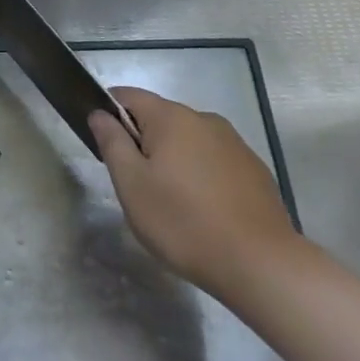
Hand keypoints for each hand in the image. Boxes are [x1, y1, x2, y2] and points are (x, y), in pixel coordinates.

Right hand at [89, 86, 302, 295]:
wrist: (260, 264)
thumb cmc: (183, 222)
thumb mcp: (132, 185)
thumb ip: (112, 142)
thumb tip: (99, 113)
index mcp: (171, 117)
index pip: (129, 96)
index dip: (109, 111)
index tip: (103, 142)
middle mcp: (204, 119)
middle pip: (160, 118)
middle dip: (143, 141)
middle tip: (135, 183)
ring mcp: (234, 143)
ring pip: (189, 140)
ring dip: (174, 159)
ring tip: (171, 202)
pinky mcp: (254, 169)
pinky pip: (214, 160)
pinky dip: (201, 175)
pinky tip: (204, 210)